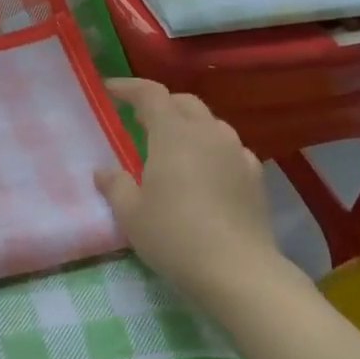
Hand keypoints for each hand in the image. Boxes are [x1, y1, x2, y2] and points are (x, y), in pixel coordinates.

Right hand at [94, 79, 295, 311]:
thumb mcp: (131, 214)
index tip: (110, 90)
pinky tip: (207, 170)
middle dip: (161, 104)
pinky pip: (230, 149)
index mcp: (173, 134)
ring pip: (211, 123)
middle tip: (140, 120)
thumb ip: (114, 185)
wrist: (238, 271)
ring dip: (189, 125)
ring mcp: (237, 153)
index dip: (128, 87)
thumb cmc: (175, 236)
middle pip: (184, 102)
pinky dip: (213, 149)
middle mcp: (208, 133)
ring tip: (174, 145)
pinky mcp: (256, 176)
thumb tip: (103, 171)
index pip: (150, 94)